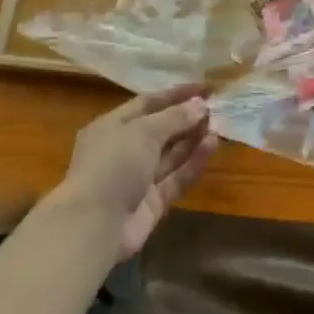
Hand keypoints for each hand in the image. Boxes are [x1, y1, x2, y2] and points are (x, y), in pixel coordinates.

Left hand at [53, 86, 218, 258]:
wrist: (95, 226)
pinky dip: (192, 162)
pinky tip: (212, 146)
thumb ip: (174, 117)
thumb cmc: (113, 165)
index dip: (175, 94)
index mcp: (111, 126)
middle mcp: (123, 150)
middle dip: (186, 118)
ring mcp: (138, 178)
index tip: (203, 87)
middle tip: (215, 107)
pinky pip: (175, 178)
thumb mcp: (143, 131)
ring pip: (170, 154)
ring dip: (193, 139)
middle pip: (160, 129)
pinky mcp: (152, 203)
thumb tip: (200, 104)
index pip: (147, 103)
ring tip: (218, 124)